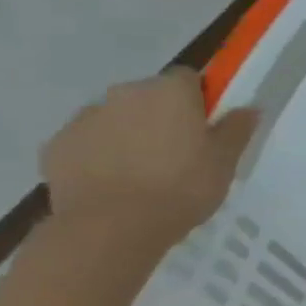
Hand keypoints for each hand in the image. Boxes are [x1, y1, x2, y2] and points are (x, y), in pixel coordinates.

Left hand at [40, 69, 256, 254]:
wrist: (111, 227)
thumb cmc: (181, 188)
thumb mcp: (225, 161)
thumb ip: (236, 129)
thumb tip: (248, 108)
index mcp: (170, 92)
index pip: (188, 78)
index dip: (198, 100)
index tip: (206, 127)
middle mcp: (125, 93)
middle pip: (148, 96)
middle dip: (161, 116)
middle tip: (177, 153)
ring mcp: (85, 118)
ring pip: (115, 118)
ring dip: (128, 134)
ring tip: (142, 173)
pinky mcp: (56, 145)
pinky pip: (87, 142)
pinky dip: (99, 155)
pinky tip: (113, 184)